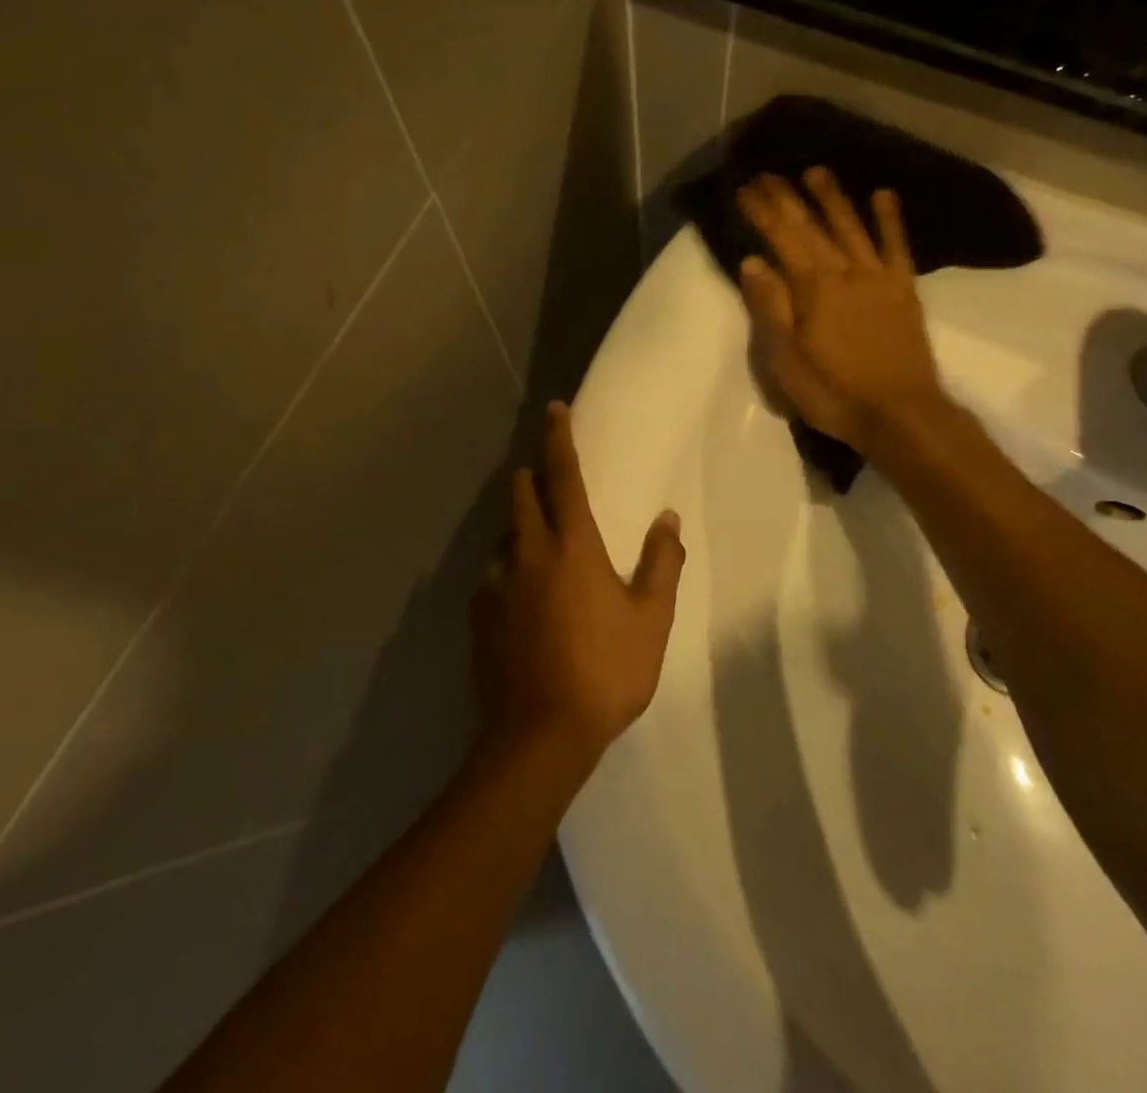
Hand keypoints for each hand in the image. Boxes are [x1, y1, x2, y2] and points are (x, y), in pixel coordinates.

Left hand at [470, 403, 684, 775]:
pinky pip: (493, 578)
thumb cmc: (606, 671)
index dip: (559, 438)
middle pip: (521, 496)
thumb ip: (662, 563)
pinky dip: (509, 572)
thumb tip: (668, 518)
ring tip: (541, 545)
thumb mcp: (651, 619)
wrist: (539, 737)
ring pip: (505, 537)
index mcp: (573, 546)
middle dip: (533, 477)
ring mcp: (497, 586)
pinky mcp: (479, 618)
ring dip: (521, 527)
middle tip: (550, 479)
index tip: (554, 408)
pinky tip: (523, 600)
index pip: (564, 476)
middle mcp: (528, 554)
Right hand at [735, 168, 949, 456]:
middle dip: (789, 197)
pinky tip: (883, 196)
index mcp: (813, 288)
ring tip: (816, 172)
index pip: (782, 238)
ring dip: (833, 198)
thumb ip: (771, 307)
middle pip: (813, 226)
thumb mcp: (787, 360)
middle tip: (769, 173)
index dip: (763, 212)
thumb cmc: (834, 392)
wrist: (900, 414)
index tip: (746, 189)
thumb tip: (753, 262)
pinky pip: (896, 246)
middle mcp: (845, 272)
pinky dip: (890, 220)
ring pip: (852, 227)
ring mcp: (878, 278)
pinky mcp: (903, 290)